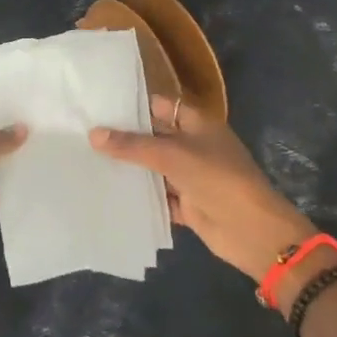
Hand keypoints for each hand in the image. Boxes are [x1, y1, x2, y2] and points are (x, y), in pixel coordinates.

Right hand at [91, 97, 321, 284]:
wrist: (253, 231)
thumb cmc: (217, 178)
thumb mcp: (172, 155)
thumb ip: (132, 145)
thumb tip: (93, 134)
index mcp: (196, 123)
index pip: (159, 106)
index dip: (133, 104)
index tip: (98, 104)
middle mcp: (192, 146)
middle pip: (154, 137)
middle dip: (125, 137)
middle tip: (83, 132)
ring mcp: (190, 176)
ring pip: (154, 168)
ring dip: (130, 168)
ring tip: (87, 160)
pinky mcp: (188, 205)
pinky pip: (159, 197)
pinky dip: (140, 196)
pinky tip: (110, 193)